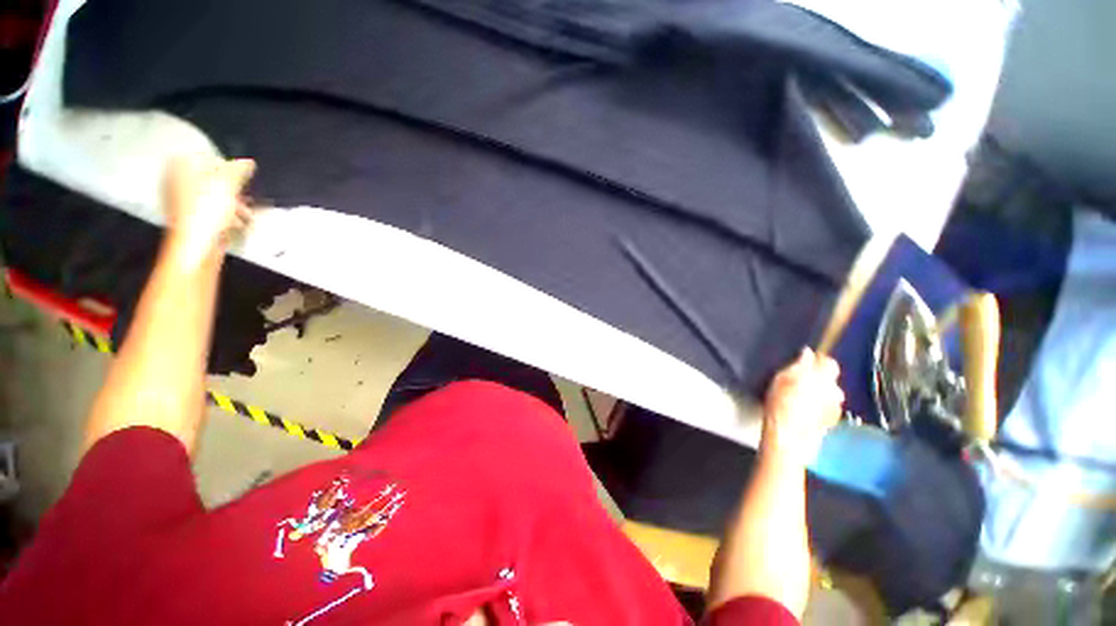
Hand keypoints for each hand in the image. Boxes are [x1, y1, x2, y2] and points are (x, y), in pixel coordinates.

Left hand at [162, 154, 255, 267]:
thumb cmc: (207, 212)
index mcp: (180, 167)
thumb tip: (248, 162)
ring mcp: (182, 202)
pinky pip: (212, 211)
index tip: (240, 178)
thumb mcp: (228, 185)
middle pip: (210, 178)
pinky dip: (226, 215)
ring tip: (246, 215)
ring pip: (213, 196)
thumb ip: (238, 170)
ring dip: (233, 204)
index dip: (225, 166)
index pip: (206, 157)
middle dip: (231, 188)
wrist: (196, 247)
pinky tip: (239, 224)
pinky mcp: (191, 220)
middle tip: (245, 196)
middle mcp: (176, 181)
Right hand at [761, 348, 842, 464]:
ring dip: (820, 393)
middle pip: (830, 379)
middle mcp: (836, 390)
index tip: (805, 362)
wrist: (789, 435)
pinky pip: (828, 407)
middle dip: (818, 378)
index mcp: (824, 377)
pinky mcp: (833, 421)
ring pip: (830, 394)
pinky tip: (805, 410)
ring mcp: (836, 407)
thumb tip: (808, 353)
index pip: (829, 362)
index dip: (818, 360)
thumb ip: (798, 364)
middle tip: (799, 380)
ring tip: (802, 397)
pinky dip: (819, 405)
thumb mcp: (782, 378)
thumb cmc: (781, 403)